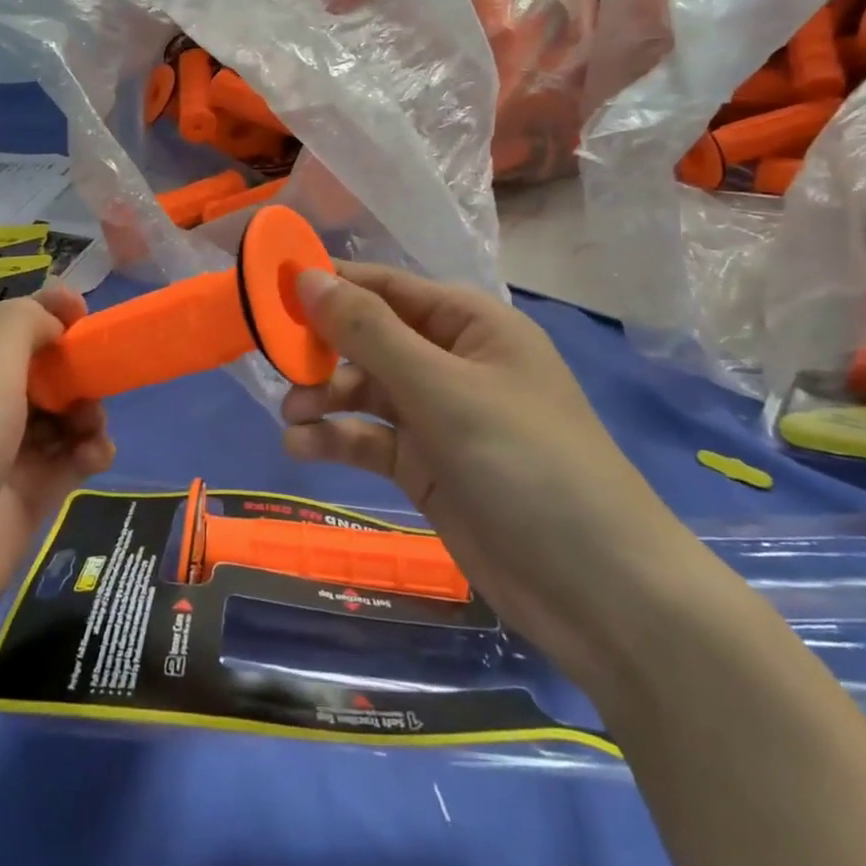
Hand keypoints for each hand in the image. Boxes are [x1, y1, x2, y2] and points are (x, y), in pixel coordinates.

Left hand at [0, 282, 113, 686]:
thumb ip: (18, 330)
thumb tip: (52, 313)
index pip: (9, 324)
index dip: (49, 312)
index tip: (88, 314)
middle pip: (42, 368)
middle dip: (76, 367)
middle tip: (99, 378)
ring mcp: (4, 453)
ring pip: (62, 413)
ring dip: (87, 411)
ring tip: (91, 430)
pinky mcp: (26, 496)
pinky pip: (68, 459)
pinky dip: (89, 452)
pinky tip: (96, 459)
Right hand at [280, 263, 706, 696]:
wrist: (597, 589)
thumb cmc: (525, 462)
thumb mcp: (441, 388)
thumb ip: (369, 332)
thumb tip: (306, 276)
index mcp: (470, 324)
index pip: (386, 287)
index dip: (329, 284)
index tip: (269, 288)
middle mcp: (452, 362)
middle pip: (370, 338)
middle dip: (323, 349)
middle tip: (275, 363)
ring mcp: (439, 417)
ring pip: (364, 391)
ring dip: (324, 397)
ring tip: (290, 415)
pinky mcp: (426, 467)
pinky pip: (370, 439)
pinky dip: (336, 439)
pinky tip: (302, 448)